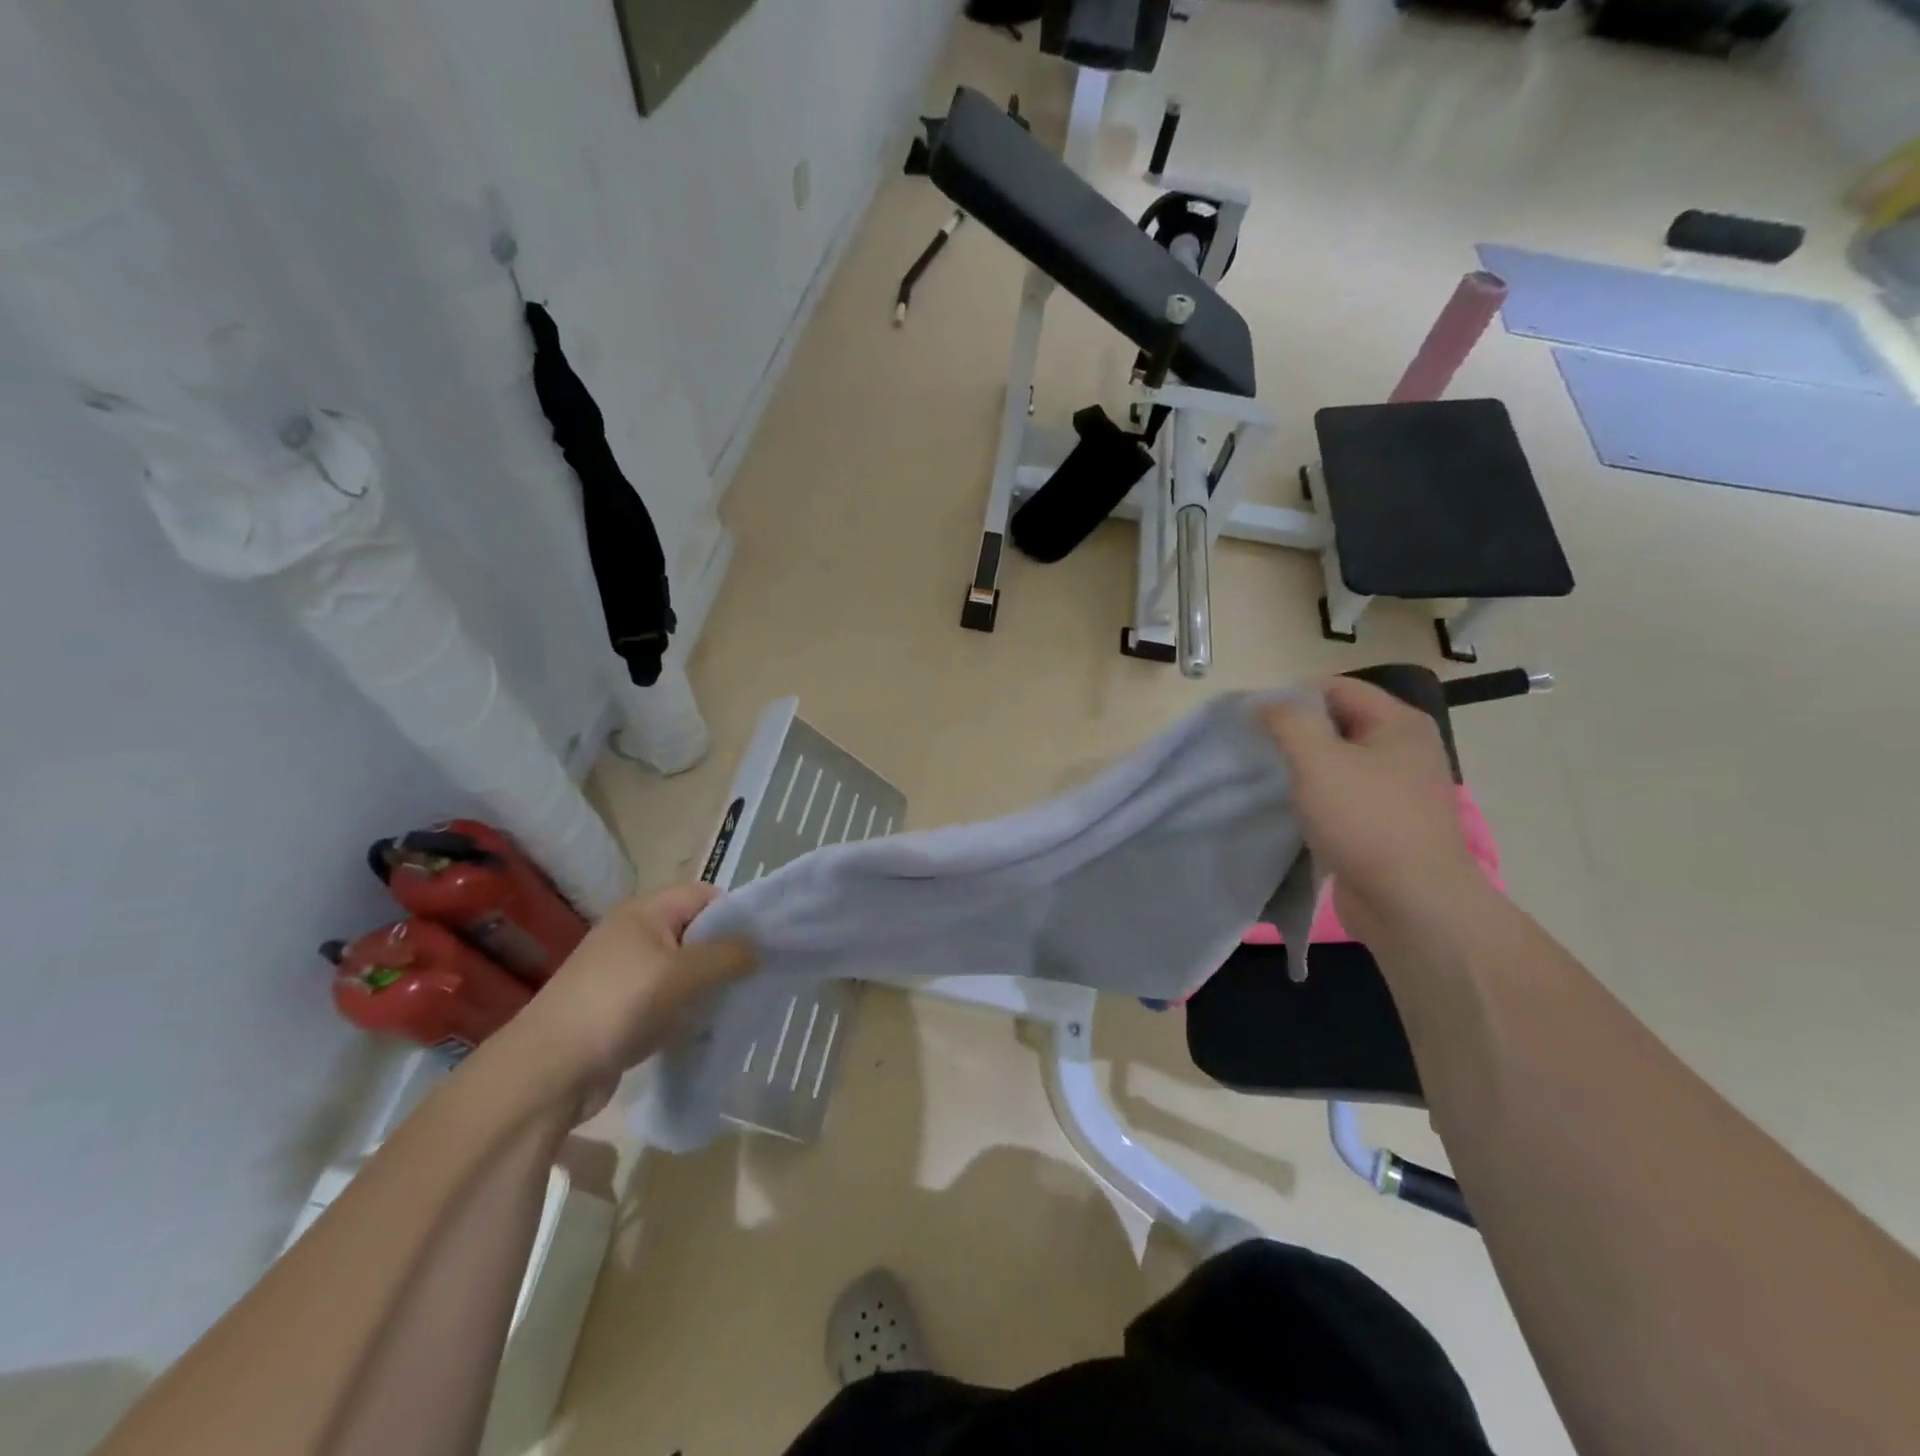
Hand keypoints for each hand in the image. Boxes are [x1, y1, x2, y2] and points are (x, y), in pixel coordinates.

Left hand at [504, 884, 754, 1117]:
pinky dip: (685, 1009)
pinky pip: (666, 998)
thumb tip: (758, 949)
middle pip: (694, 931)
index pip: (704, 895)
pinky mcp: (619, 1009)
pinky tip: (701, 1028)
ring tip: (732, 1005)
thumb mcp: (682, 974)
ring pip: (682, 969)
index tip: (760, 944)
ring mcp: (624, 973)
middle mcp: (634, 934)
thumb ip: (727, 955)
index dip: (734, 914)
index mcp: (645, 911)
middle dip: (724, 953)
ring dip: (706, 985)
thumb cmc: (619, 1005)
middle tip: (753, 977)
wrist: (548, 1070)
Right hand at [1263, 679, 1484, 944]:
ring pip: (1336, 763)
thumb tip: (1263, 702)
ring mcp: (1396, 790)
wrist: (1411, 904)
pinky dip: (1313, 798)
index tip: (1253, 720)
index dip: (1292, 696)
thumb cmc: (1366, 821)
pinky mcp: (1384, 824)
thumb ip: (1287, 721)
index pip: (1336, 687)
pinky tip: (1287, 810)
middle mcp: (1404, 750)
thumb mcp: (1318, 760)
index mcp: (1399, 724)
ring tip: (1264, 780)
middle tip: (1254, 750)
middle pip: (1337, 723)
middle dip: (1294, 733)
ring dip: (1301, 769)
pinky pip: (1341, 796)